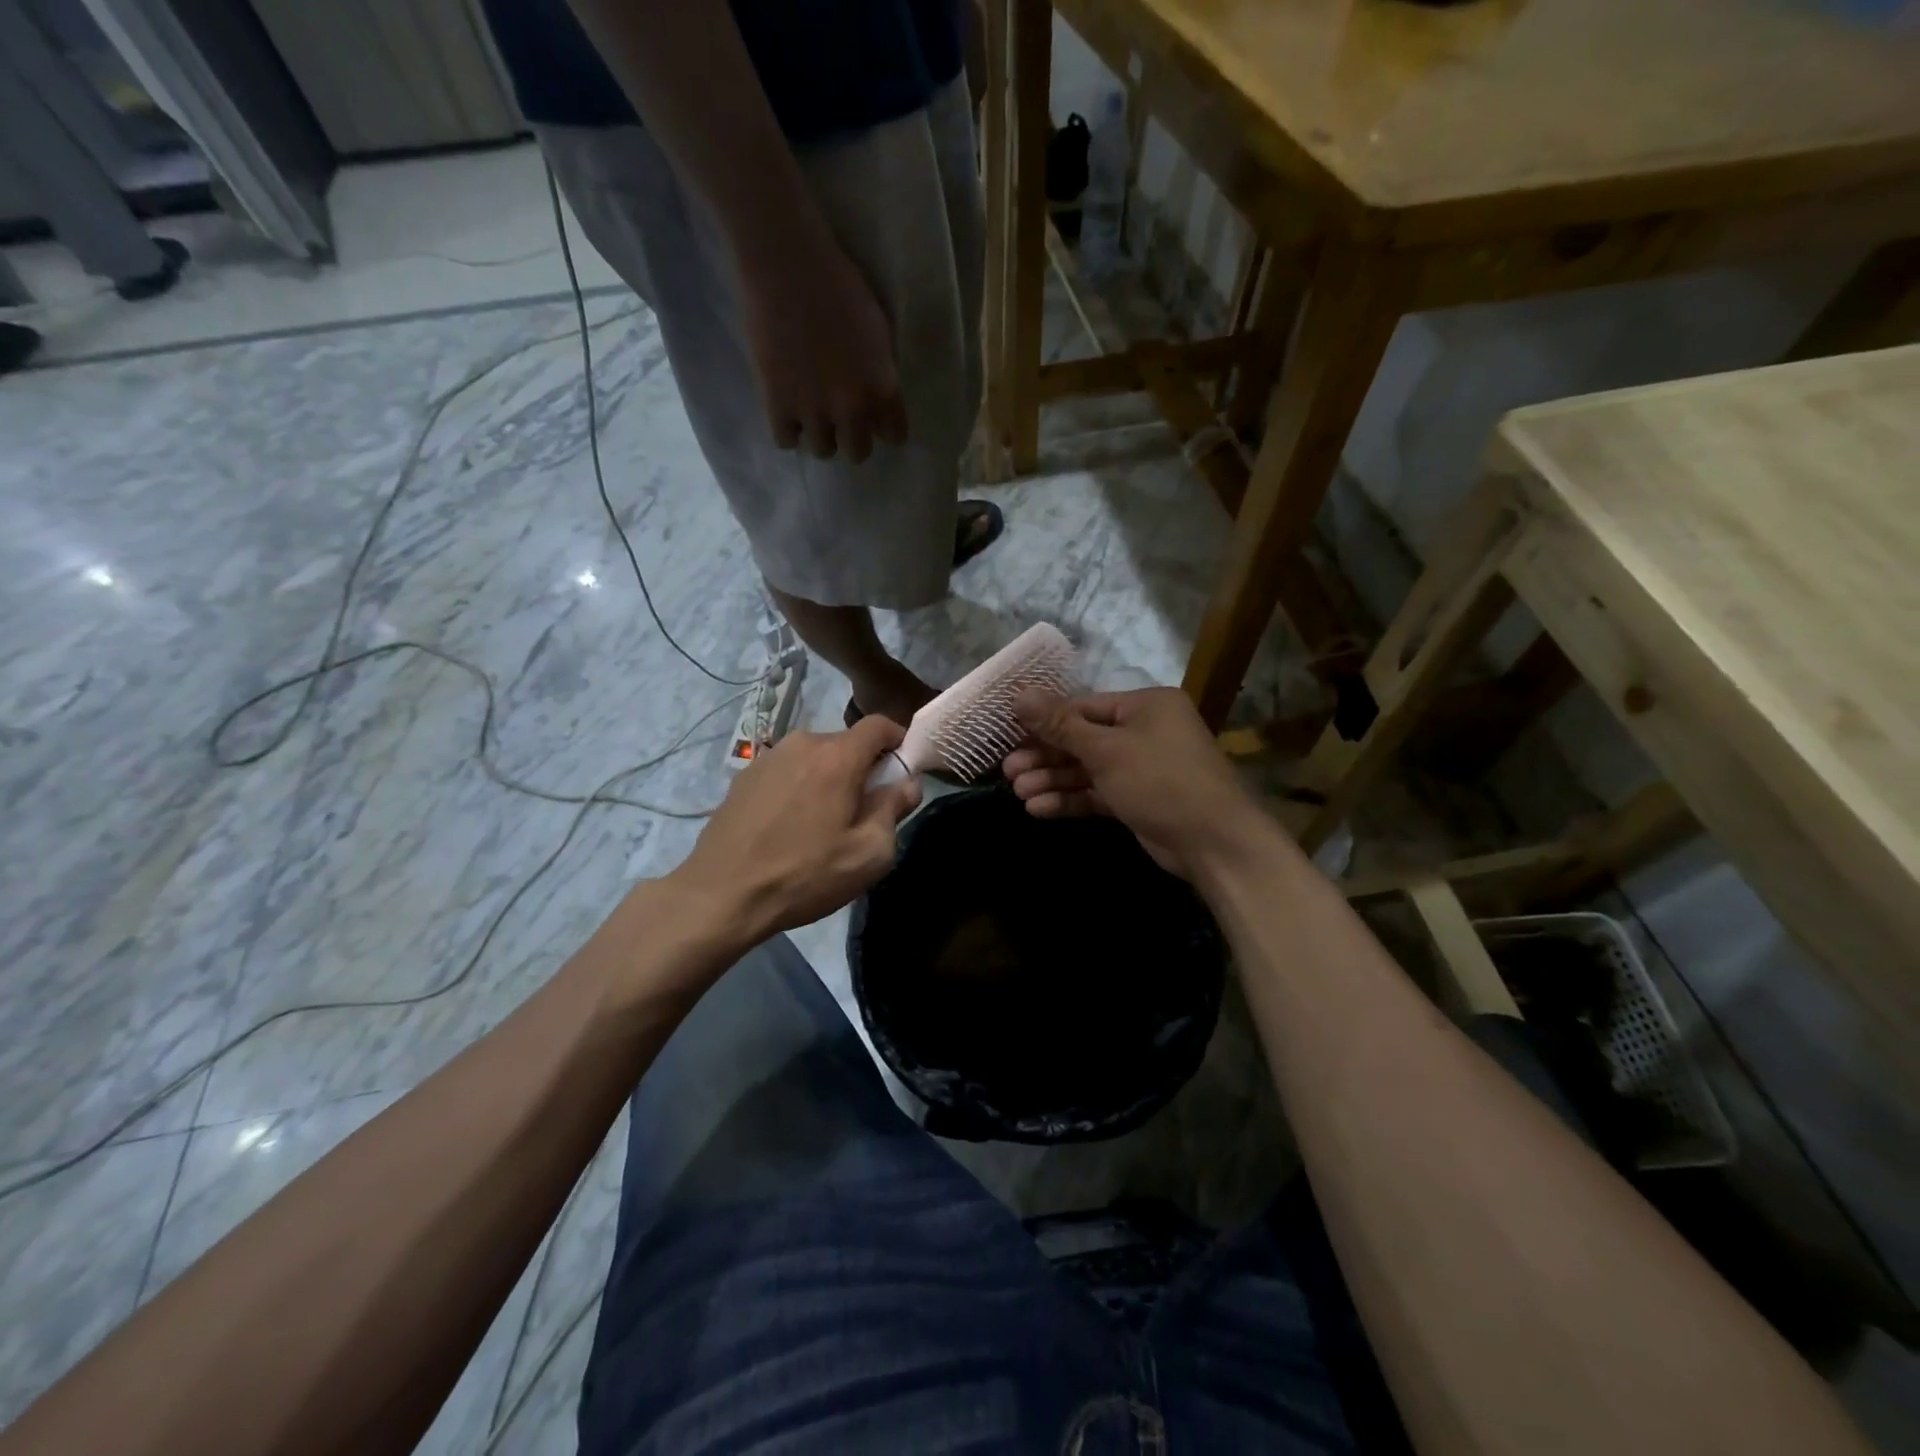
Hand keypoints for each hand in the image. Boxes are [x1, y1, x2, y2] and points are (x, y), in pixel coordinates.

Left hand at [674, 715, 920, 944]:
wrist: (721, 895)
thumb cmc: (805, 874)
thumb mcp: (869, 853)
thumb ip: (894, 809)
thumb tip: (907, 783)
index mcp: (837, 757)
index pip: (878, 725)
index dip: (898, 739)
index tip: (903, 768)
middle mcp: (802, 744)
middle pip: (846, 743)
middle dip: (863, 768)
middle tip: (865, 810)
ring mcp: (767, 758)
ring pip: (814, 757)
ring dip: (829, 778)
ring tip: (824, 822)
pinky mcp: (743, 778)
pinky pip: (787, 772)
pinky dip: (800, 787)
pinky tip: (791, 826)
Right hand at [739, 236, 908, 463]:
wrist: (786, 265)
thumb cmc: (838, 285)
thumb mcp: (878, 331)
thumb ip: (880, 372)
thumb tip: (877, 400)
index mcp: (881, 388)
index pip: (895, 435)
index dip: (886, 430)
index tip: (877, 424)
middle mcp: (852, 408)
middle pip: (859, 452)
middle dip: (852, 438)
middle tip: (841, 420)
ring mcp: (814, 410)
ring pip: (823, 451)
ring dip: (820, 435)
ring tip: (810, 414)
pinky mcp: (778, 405)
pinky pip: (786, 441)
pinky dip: (788, 430)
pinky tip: (786, 411)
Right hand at [1002, 687, 1259, 877]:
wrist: (1214, 842)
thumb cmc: (1160, 780)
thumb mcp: (1106, 749)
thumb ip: (1060, 724)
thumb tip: (1019, 694)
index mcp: (1145, 705)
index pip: (1083, 706)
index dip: (1044, 720)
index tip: (1009, 733)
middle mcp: (1145, 730)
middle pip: (1082, 739)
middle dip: (1045, 757)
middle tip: (1008, 772)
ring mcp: (1142, 767)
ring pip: (1088, 769)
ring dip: (1053, 780)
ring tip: (1018, 793)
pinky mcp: (1138, 799)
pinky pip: (1098, 793)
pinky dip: (1071, 799)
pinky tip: (1039, 809)